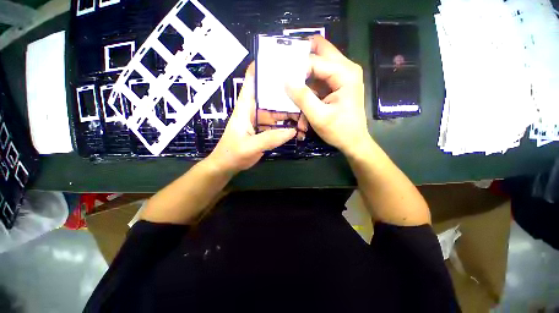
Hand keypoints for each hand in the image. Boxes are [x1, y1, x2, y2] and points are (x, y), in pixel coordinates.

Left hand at [207, 63, 296, 174]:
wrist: (227, 166)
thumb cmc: (232, 153)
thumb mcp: (249, 146)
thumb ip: (269, 139)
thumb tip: (292, 131)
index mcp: (245, 108)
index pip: (251, 82)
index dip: (261, 68)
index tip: (278, 60)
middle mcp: (254, 110)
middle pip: (270, 95)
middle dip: (284, 91)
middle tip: (303, 87)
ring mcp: (260, 121)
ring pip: (277, 111)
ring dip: (289, 111)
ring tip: (305, 109)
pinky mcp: (265, 130)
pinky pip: (278, 124)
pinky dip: (287, 124)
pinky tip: (298, 126)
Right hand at [286, 35, 368, 155]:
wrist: (353, 142)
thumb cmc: (339, 131)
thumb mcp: (319, 116)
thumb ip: (302, 97)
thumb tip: (286, 80)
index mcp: (345, 74)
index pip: (315, 61)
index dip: (296, 69)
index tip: (281, 78)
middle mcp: (346, 69)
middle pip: (320, 52)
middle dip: (301, 60)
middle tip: (285, 70)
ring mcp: (342, 76)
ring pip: (318, 65)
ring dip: (304, 78)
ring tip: (292, 91)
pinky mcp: (337, 85)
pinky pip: (319, 79)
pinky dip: (309, 89)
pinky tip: (302, 103)